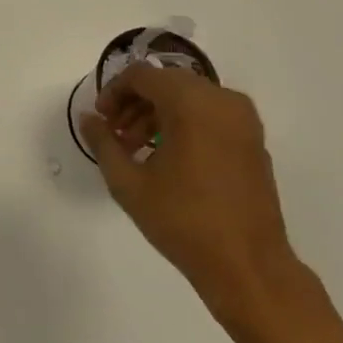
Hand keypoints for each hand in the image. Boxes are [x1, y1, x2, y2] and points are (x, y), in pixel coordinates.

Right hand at [79, 65, 299, 321]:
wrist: (248, 266)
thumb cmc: (183, 222)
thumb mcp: (129, 183)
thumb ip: (103, 143)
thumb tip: (88, 119)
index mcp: (191, 103)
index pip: (142, 76)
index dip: (114, 91)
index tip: (100, 118)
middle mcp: (221, 99)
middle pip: (166, 82)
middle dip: (135, 102)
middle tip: (116, 134)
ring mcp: (243, 119)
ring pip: (189, 96)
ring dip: (158, 113)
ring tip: (138, 149)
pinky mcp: (253, 139)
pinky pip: (210, 114)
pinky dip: (184, 122)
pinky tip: (168, 156)